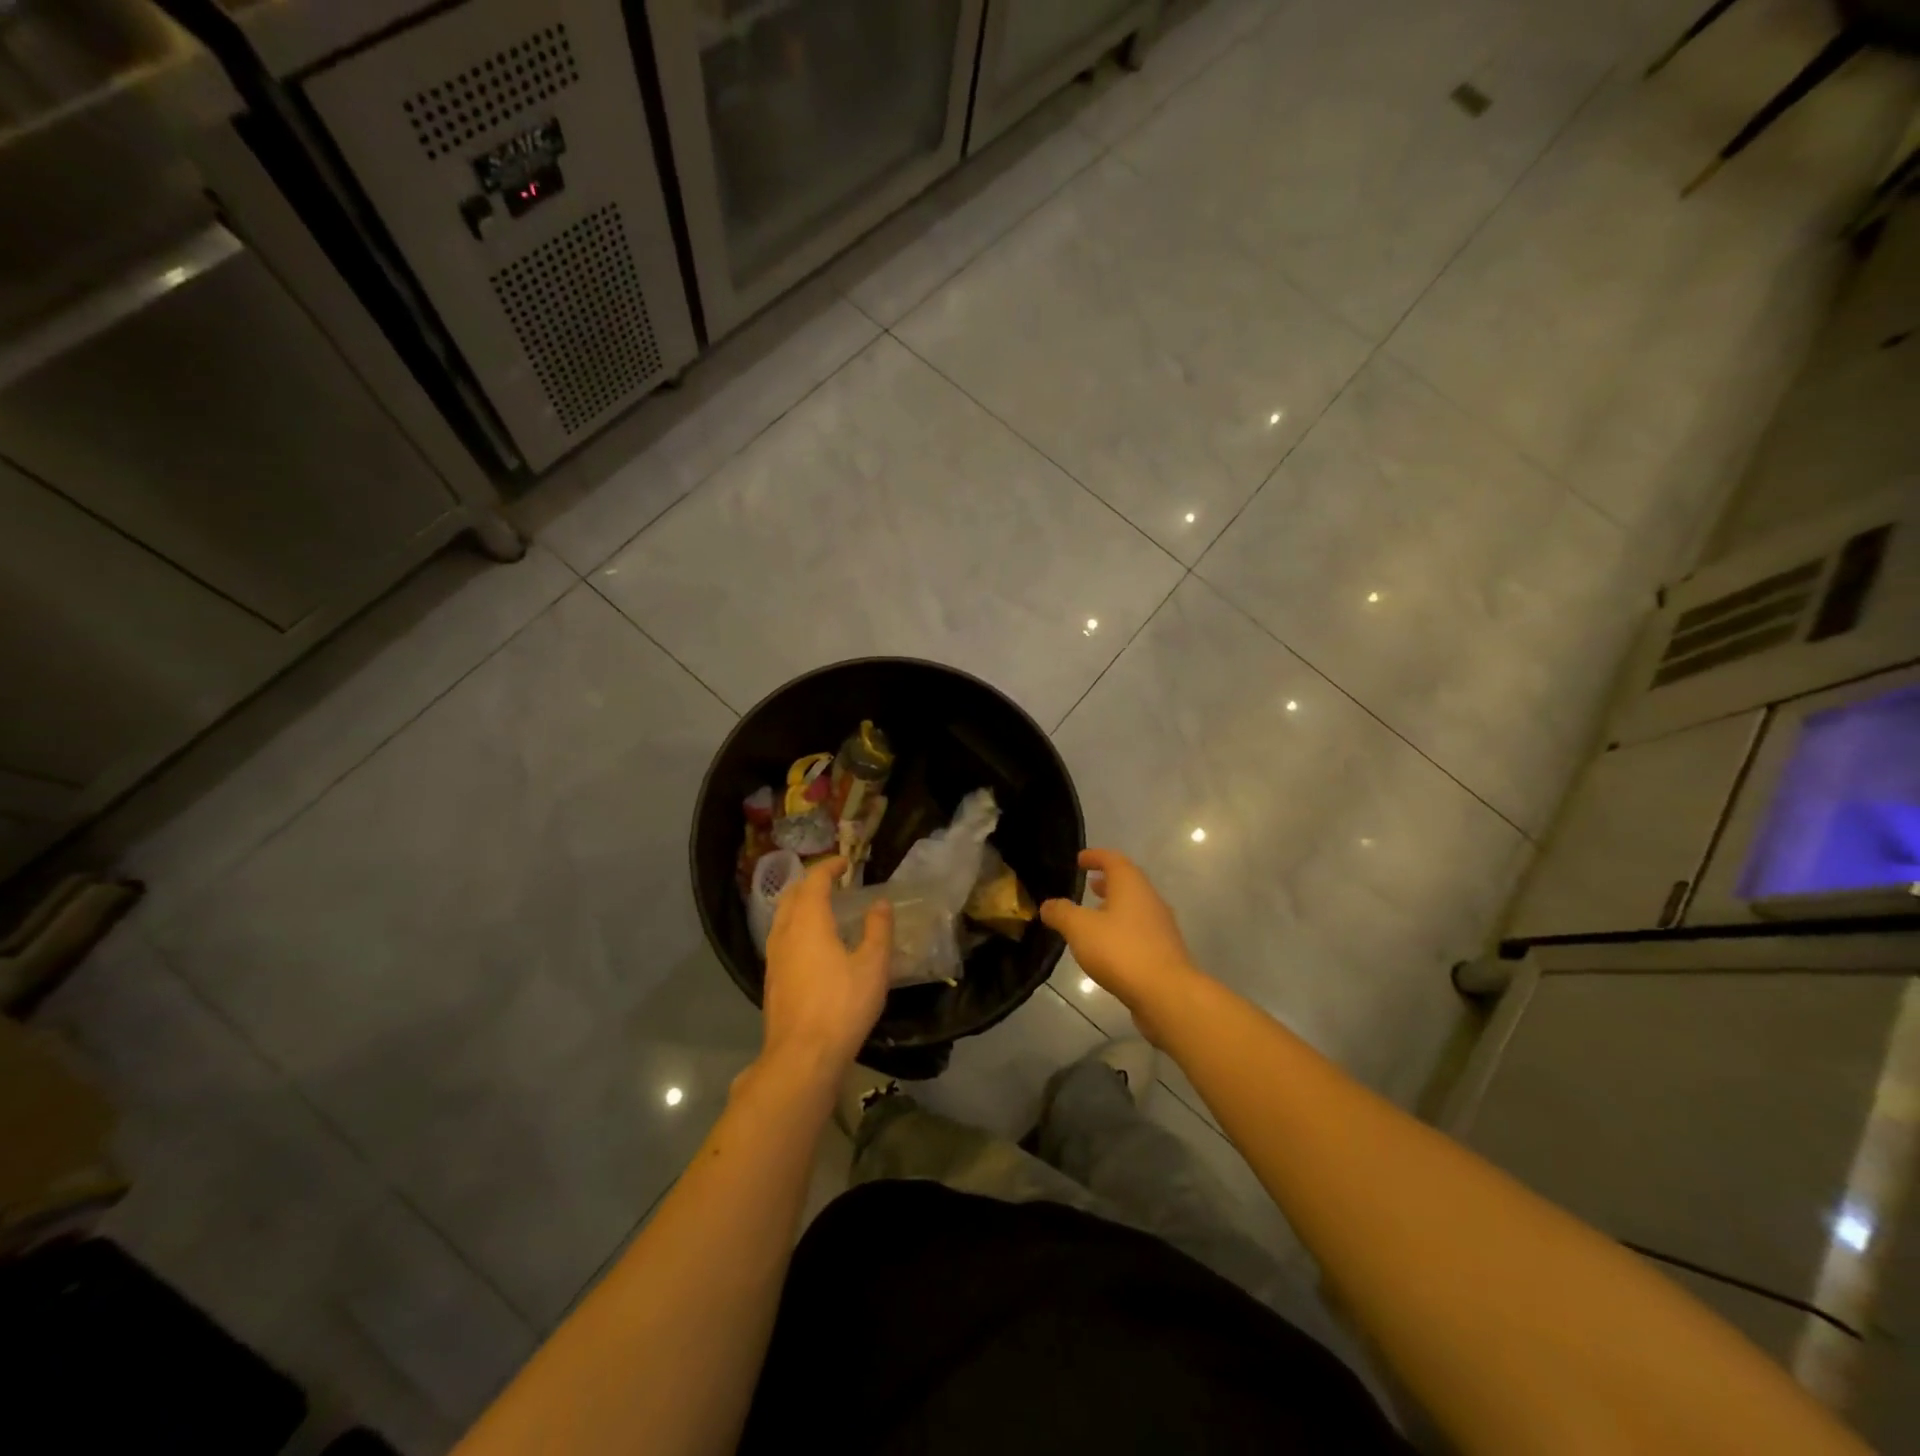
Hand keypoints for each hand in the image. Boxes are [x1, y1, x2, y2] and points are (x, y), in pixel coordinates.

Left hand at [761, 857, 891, 1081]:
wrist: (802, 1056)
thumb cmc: (842, 1005)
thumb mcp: (872, 966)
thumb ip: (877, 930)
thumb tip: (880, 903)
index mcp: (808, 922)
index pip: (814, 881)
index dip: (829, 867)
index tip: (845, 862)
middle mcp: (785, 932)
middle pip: (792, 895)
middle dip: (811, 882)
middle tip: (833, 882)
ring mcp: (773, 957)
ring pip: (783, 917)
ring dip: (801, 905)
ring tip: (824, 910)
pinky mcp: (771, 979)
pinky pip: (781, 938)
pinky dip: (796, 927)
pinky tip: (812, 945)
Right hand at [1040, 849, 1201, 1044]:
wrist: (1166, 993)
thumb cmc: (1120, 950)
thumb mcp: (1079, 928)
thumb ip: (1061, 913)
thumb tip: (1048, 905)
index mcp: (1131, 885)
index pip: (1113, 860)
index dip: (1095, 856)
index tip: (1079, 859)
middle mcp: (1150, 900)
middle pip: (1127, 883)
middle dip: (1106, 882)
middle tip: (1087, 884)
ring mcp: (1160, 927)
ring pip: (1134, 908)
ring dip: (1114, 907)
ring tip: (1093, 915)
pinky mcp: (1163, 951)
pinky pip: (1139, 931)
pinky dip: (1122, 929)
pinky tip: (1107, 946)